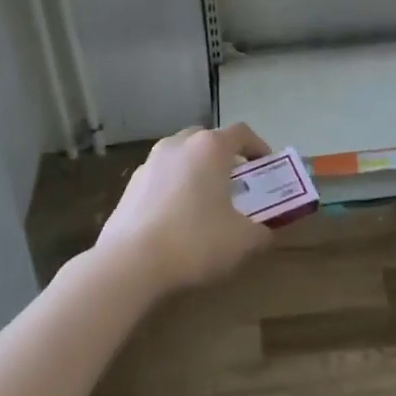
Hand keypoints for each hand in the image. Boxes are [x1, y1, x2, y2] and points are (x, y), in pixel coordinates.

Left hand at [95, 123, 275, 294]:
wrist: (129, 263)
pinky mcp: (130, 185)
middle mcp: (179, 144)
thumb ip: (260, 233)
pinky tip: (175, 219)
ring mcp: (150, 162)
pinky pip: (161, 177)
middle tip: (234, 183)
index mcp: (210, 148)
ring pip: (181, 156)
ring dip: (195, 171)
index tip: (265, 166)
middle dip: (223, 157)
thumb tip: (265, 233)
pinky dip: (173, 188)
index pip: (241, 132)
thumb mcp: (241, 242)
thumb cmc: (195, 241)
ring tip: (204, 202)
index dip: (257, 146)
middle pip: (207, 139)